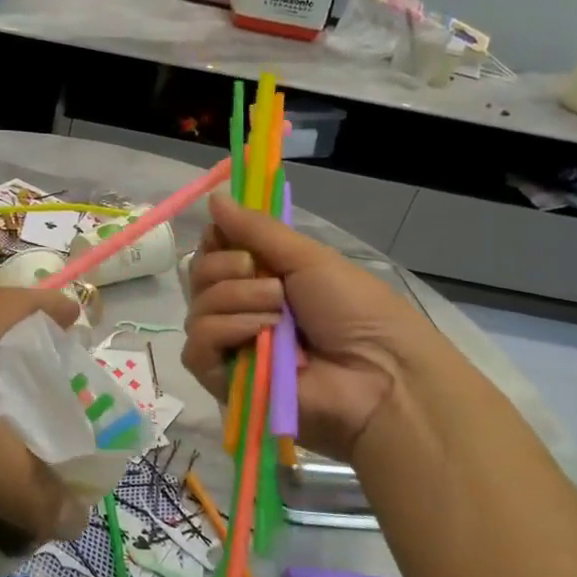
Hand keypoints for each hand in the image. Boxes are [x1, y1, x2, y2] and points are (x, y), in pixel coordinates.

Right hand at [182, 195, 469, 462]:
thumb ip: (256, 229)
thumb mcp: (307, 258)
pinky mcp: (223, 380)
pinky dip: (226, 330)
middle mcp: (240, 308)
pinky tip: (260, 335)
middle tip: (273, 281)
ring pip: (198, 307)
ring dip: (238, 299)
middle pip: (199, 274)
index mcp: (261, 278)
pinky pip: (197, 346)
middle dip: (229, 268)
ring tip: (279, 314)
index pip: (213, 250)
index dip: (217, 239)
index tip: (232, 236)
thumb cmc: (354, 310)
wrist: (379, 374)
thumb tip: (214, 196)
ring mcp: (230, 345)